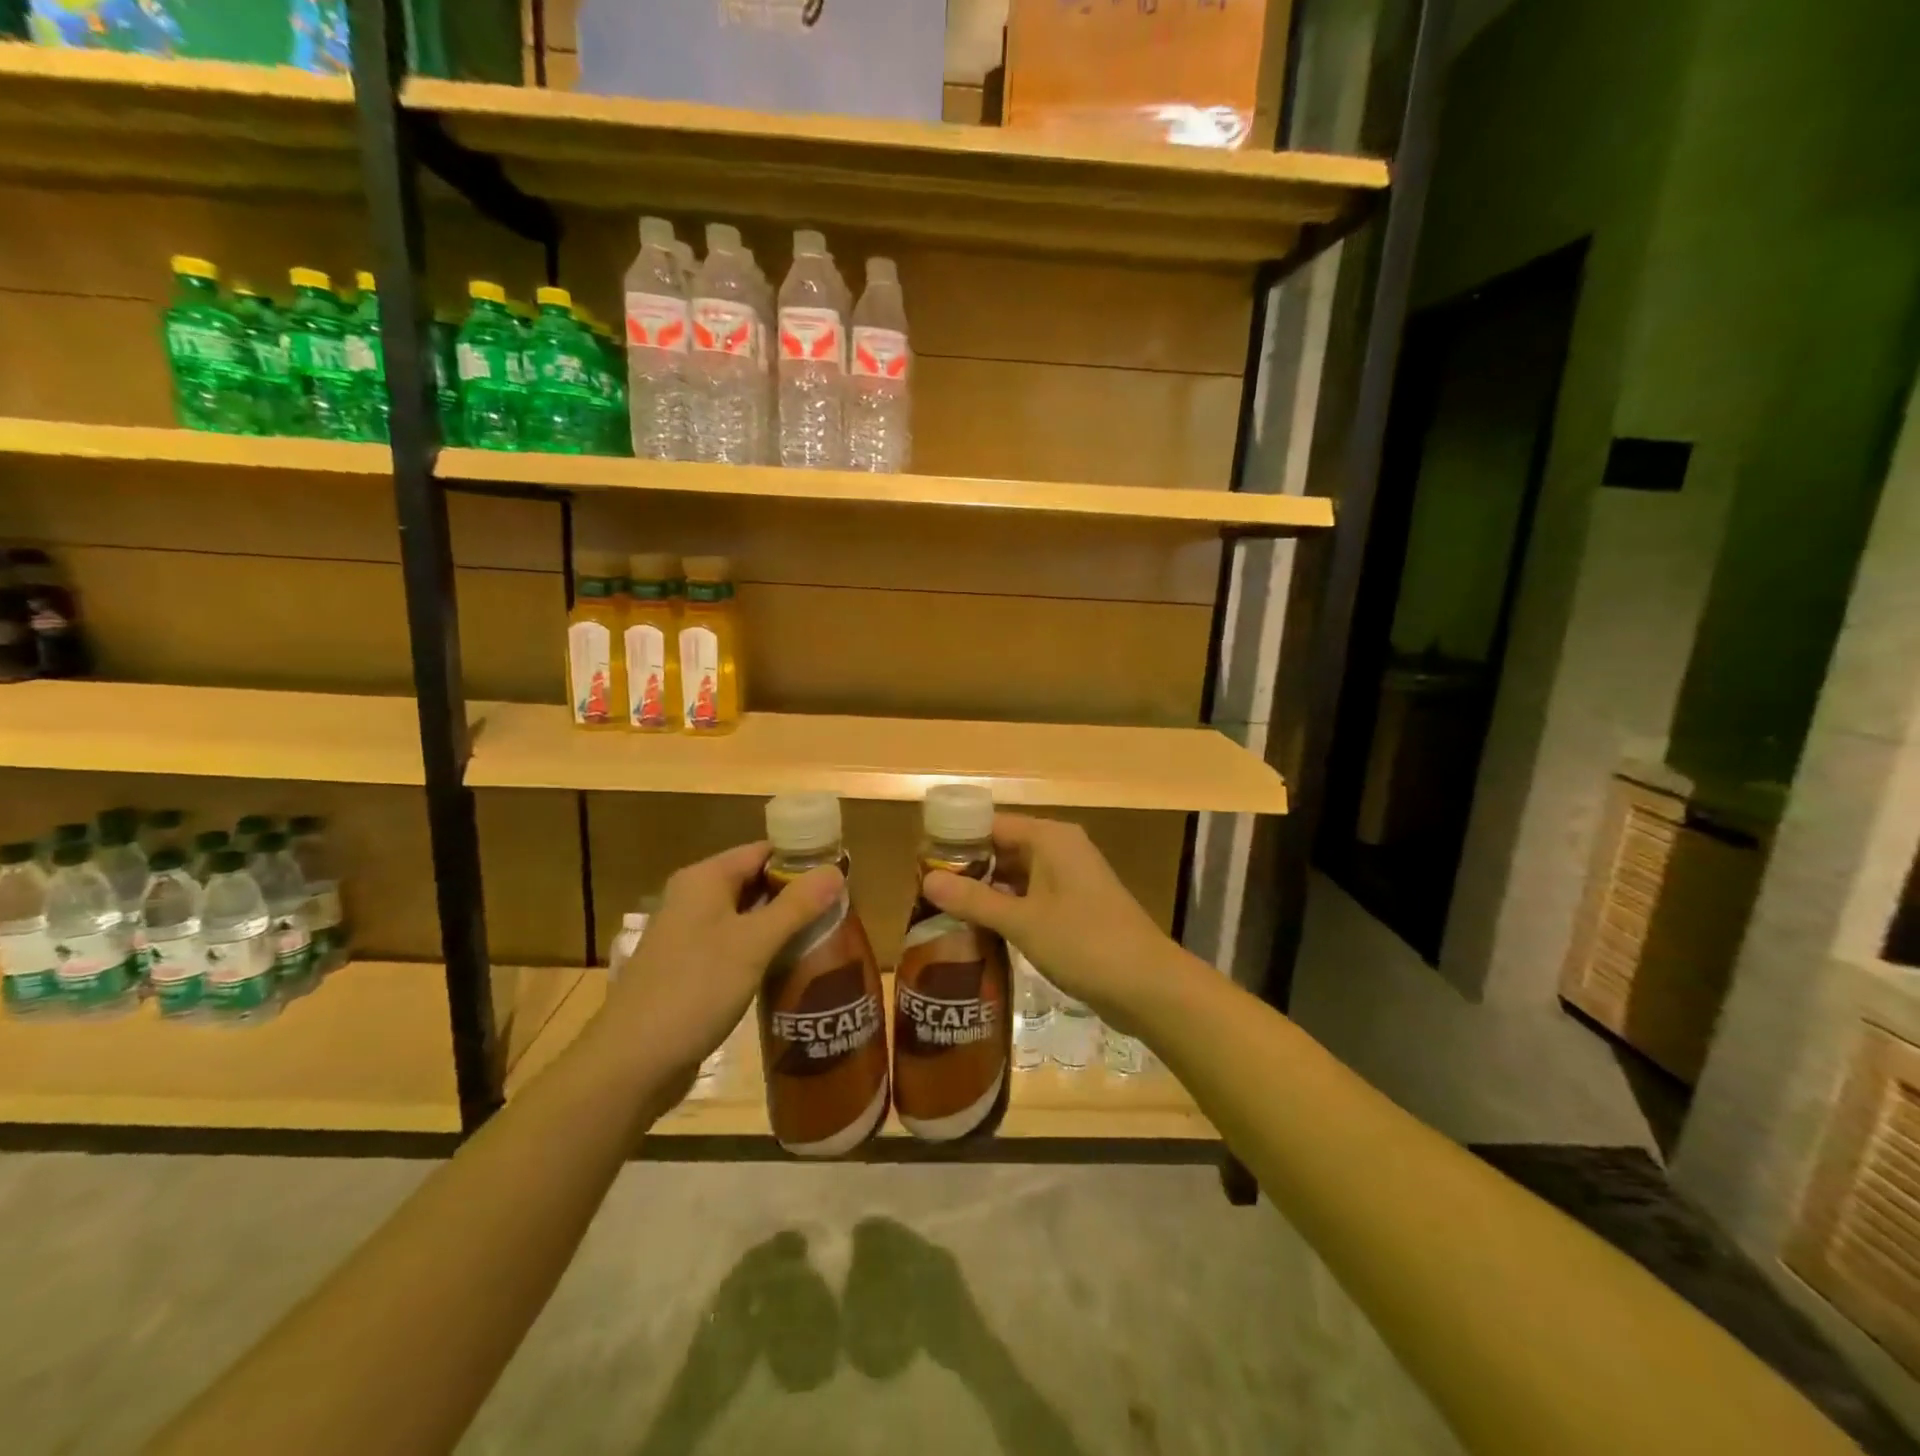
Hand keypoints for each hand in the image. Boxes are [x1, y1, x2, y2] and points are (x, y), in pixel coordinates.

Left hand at [592, 841, 842, 1092]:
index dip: (802, 859)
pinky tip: (792, 965)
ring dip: (782, 923)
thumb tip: (836, 870)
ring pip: (747, 916)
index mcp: (704, 879)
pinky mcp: (691, 968)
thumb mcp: (754, 944)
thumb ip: (797, 905)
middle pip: (755, 881)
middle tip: (842, 908)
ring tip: (827, 935)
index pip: (763, 851)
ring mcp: (690, 935)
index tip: (842, 875)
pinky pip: (736, 945)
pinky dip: (764, 949)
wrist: (632, 1063)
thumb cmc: (695, 989)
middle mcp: (694, 898)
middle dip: (796, 893)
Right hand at [920, 814, 1175, 1023]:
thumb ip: (974, 900)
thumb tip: (926, 879)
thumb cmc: (1084, 943)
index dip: (956, 840)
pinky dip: (1007, 907)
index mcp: (1050, 838)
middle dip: (968, 868)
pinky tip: (980, 929)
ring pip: (1016, 875)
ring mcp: (1070, 879)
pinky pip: (1031, 896)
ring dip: (986, 891)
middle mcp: (1060, 849)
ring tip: (943, 911)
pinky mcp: (1076, 906)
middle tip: (926, 892)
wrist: (1149, 985)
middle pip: (1003, 848)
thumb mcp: (1022, 922)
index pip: (991, 824)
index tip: (921, 862)